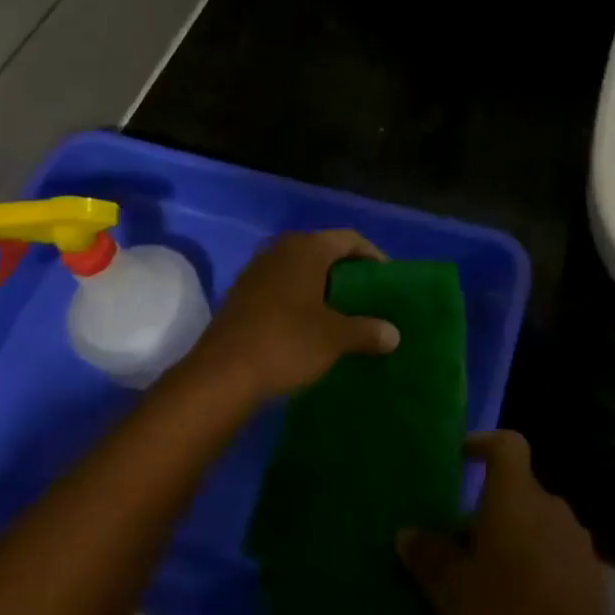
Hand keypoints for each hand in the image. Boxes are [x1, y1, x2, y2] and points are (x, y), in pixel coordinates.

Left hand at [191, 230, 399, 402]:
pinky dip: (300, 300)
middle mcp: (280, 250)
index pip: (350, 239)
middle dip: (347, 273)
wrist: (221, 376)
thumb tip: (394, 334)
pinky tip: (309, 326)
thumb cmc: (286, 343)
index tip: (387, 281)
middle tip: (368, 298)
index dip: (373, 256)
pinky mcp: (241, 295)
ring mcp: (256, 271)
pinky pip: (281, 287)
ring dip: (322, 288)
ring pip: (300, 270)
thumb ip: (367, 331)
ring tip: (342, 314)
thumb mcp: (335, 338)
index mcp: (306, 248)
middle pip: (324, 251)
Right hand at [398, 431, 611, 614]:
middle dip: (492, 508)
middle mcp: (550, 506)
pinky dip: (536, 566)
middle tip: (462, 541)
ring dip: (515, 539)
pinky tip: (518, 604)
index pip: (507, 444)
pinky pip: (556, 554)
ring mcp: (576, 540)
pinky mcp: (591, 575)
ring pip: (537, 523)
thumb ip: (428, 555)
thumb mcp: (450, 589)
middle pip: (518, 489)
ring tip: (488, 578)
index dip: (484, 443)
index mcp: (516, 496)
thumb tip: (408, 533)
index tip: (463, 458)